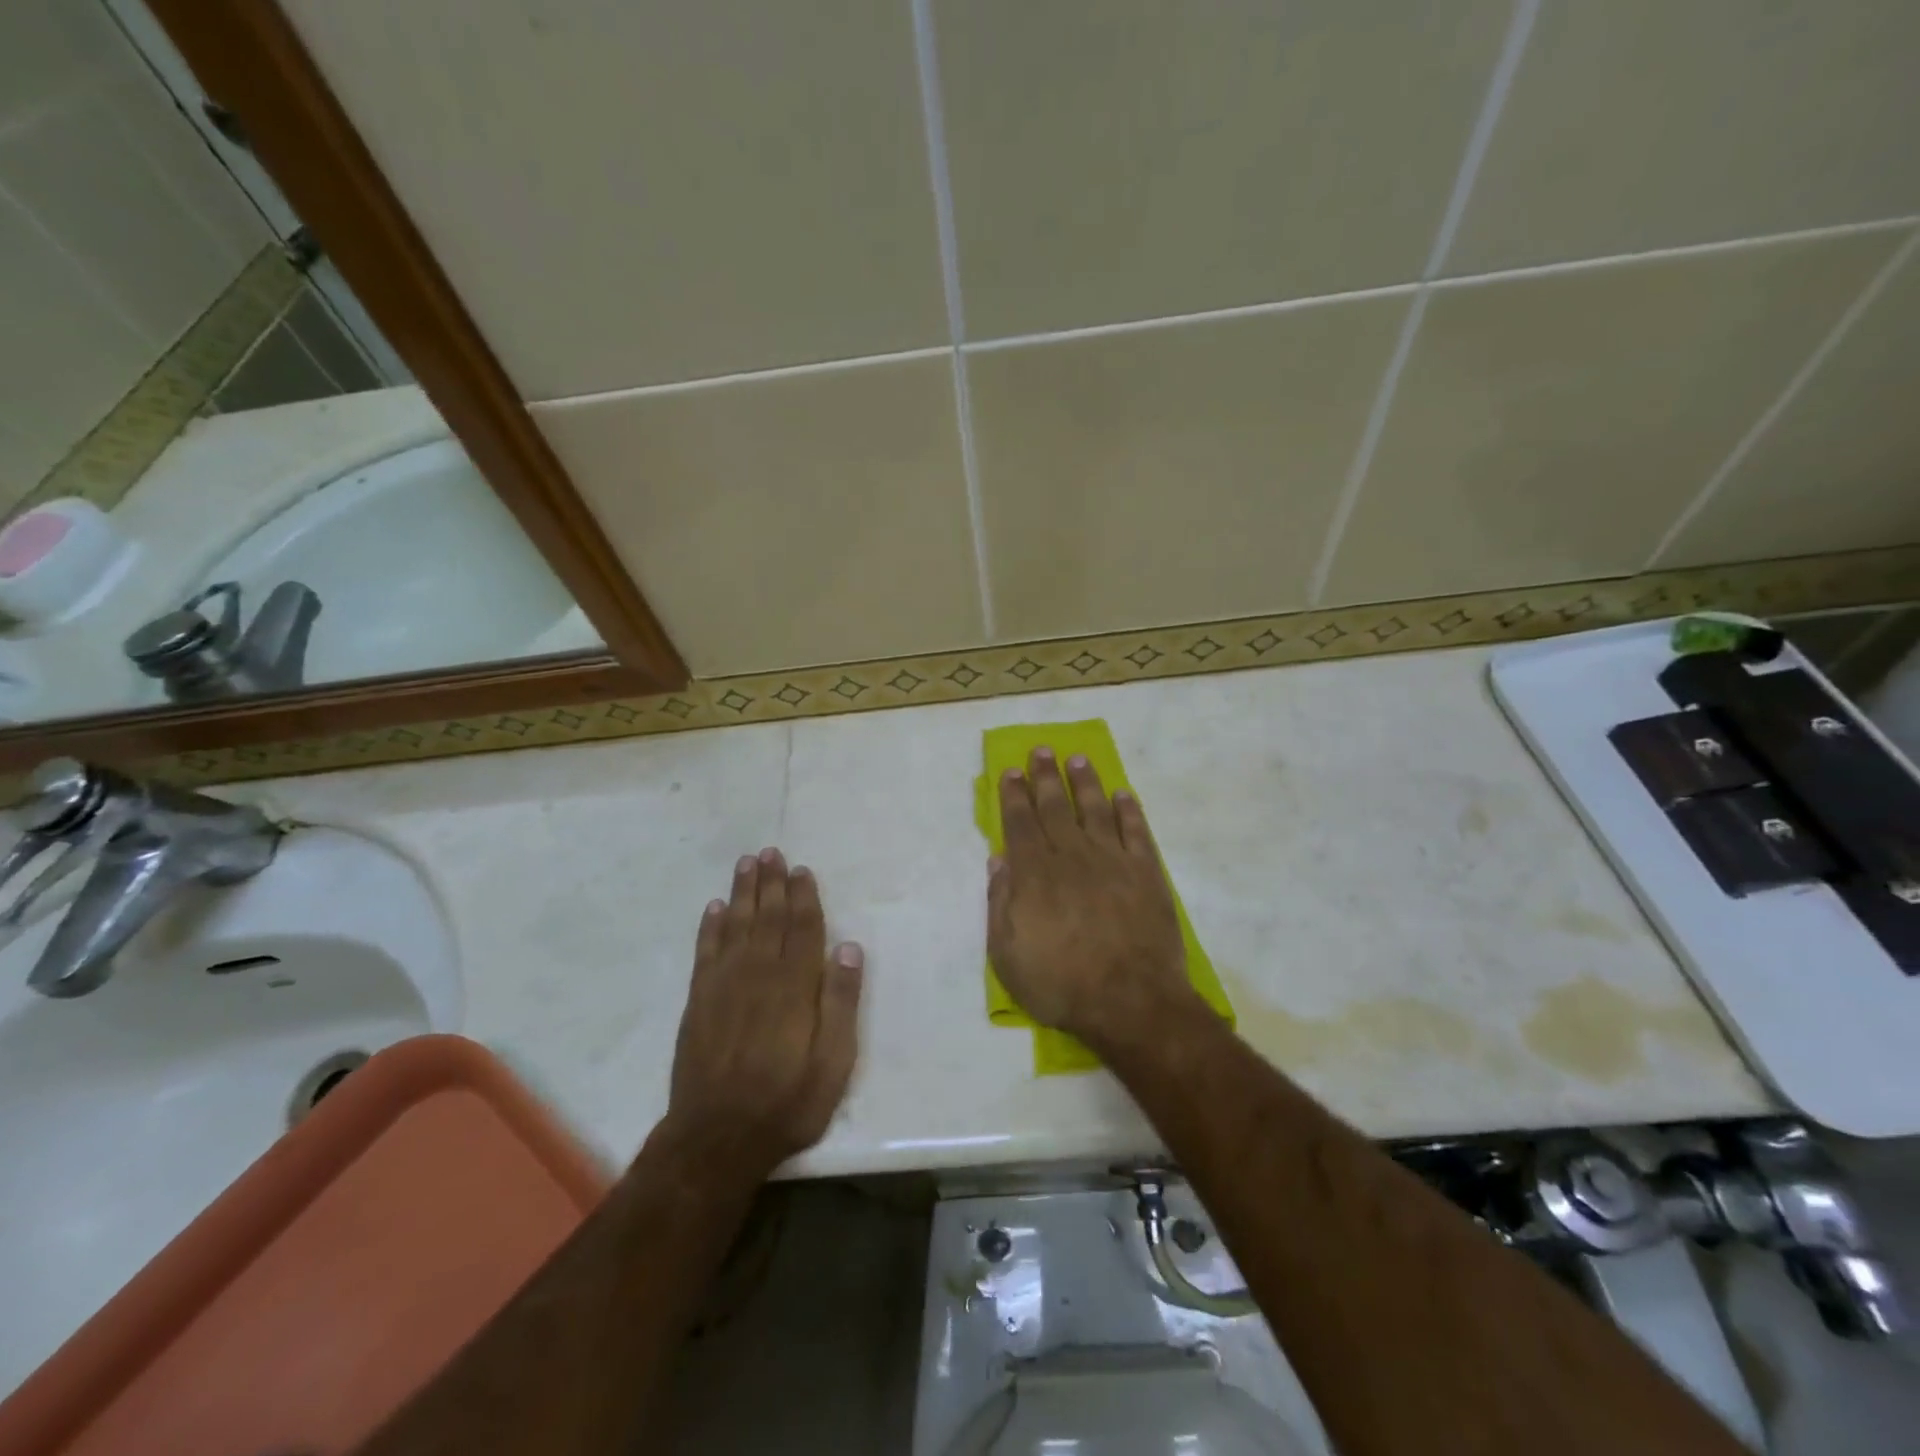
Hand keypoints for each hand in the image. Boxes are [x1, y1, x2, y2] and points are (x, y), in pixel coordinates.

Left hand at [664, 848, 863, 1176]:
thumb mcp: (833, 1063)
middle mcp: (759, 975)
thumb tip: (849, 948)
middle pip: (767, 918)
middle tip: (771, 852)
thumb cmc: (786, 1102)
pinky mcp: (699, 1002)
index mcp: (794, 986)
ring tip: (747, 864)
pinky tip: (714, 908)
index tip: (802, 870)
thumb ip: (841, 1003)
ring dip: (743, 893)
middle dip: (771, 883)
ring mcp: (724, 986)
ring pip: (736, 926)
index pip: (802, 929)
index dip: (803, 897)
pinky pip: (705, 952)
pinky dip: (710, 926)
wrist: (716, 1138)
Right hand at [987, 747, 1198, 1052]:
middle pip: (1056, 807)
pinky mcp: (1147, 874)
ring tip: (1078, 760)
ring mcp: (1113, 862)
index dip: (1014, 795)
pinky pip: (1136, 832)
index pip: (1020, 823)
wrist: (1130, 1002)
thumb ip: (1000, 903)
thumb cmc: (1060, 984)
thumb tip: (999, 860)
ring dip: (1085, 783)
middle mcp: (1072, 856)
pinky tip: (1123, 795)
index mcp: (1035, 874)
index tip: (1011, 771)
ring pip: (1095, 809)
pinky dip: (1129, 810)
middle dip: (1045, 777)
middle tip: (1041, 751)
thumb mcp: (1007, 954)